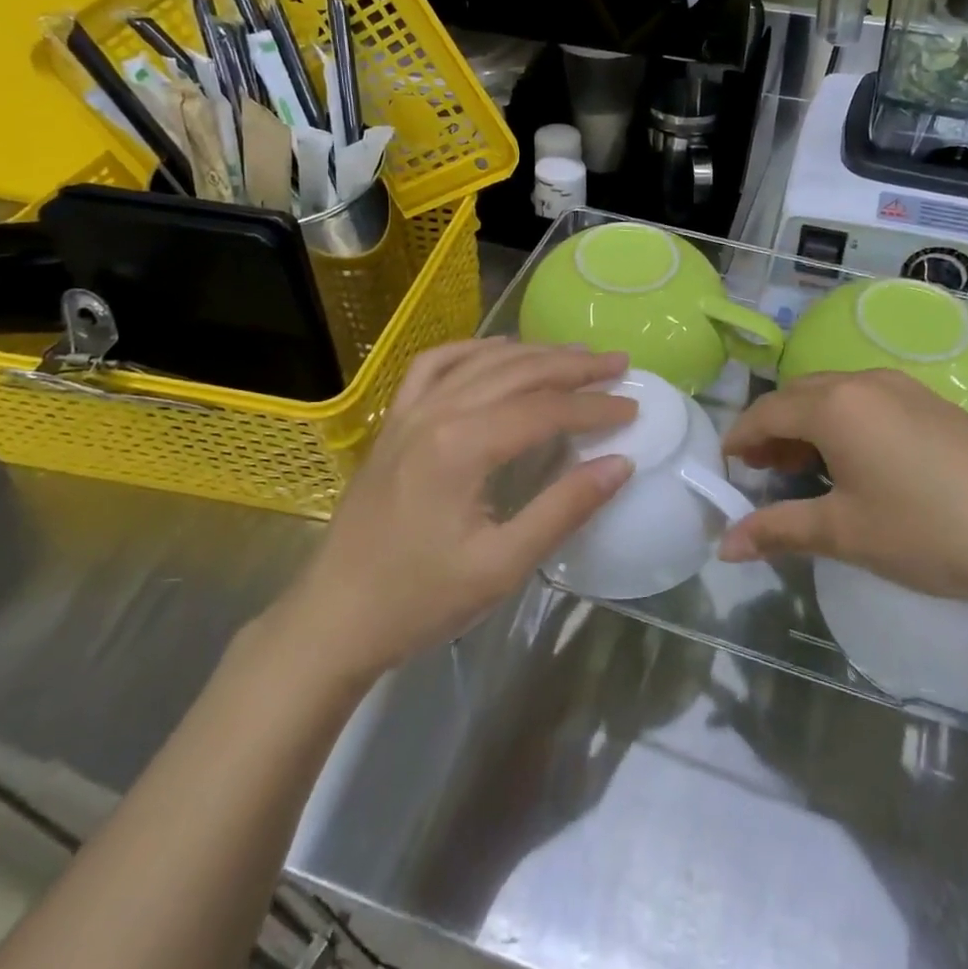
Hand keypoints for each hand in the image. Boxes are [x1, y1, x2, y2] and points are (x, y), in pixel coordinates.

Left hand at [270, 340, 635, 681]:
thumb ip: (564, 508)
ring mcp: (409, 412)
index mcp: (462, 446)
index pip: (544, 410)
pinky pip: (434, 365)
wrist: (333, 618)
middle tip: (618, 364)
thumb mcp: (501, 566)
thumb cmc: (419, 600)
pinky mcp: (394, 421)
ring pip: (482, 362)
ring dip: (534, 353)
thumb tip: (621, 463)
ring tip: (575, 354)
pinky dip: (473, 350)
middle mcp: (436, 412)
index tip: (633, 408)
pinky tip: (498, 350)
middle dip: (574, 366)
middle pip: (518, 373)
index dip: (594, 407)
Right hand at [716, 370, 967, 617]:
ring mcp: (904, 387)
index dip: (739, 439)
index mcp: (835, 405)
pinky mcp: (933, 403)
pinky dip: (843, 425)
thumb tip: (724, 544)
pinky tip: (856, 465)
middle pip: (798, 396)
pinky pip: (867, 402)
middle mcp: (864, 381)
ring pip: (834, 396)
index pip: (766, 411)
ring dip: (808, 427)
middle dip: (771, 430)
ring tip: (803, 471)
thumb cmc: (931, 533)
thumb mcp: (847, 534)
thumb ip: (779, 530)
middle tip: (760, 473)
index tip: (725, 469)